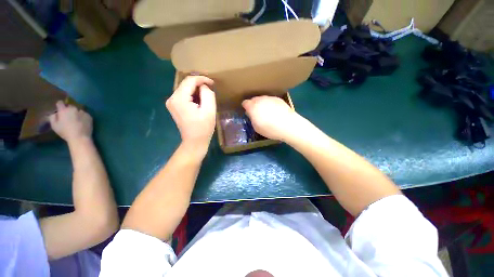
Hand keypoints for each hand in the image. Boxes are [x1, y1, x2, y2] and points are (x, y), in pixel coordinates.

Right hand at [49, 101, 92, 142]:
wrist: (80, 137)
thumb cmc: (65, 132)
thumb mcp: (54, 125)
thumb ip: (53, 117)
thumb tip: (55, 113)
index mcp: (64, 110)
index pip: (60, 103)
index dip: (59, 106)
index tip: (60, 110)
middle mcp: (73, 109)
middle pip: (70, 106)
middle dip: (68, 110)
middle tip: (68, 117)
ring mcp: (82, 112)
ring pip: (78, 110)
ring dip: (76, 113)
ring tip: (76, 120)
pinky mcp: (89, 116)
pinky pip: (85, 114)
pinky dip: (83, 117)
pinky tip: (82, 123)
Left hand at [166, 76, 215, 152]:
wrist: (194, 141)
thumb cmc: (203, 127)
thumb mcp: (209, 110)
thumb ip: (207, 94)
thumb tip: (204, 86)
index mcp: (179, 99)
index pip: (190, 80)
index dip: (202, 79)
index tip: (212, 83)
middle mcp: (172, 98)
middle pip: (186, 84)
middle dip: (199, 84)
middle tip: (211, 89)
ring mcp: (171, 103)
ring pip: (185, 89)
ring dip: (196, 90)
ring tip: (206, 96)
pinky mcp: (174, 106)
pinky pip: (183, 95)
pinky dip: (192, 95)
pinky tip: (199, 101)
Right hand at [242, 96, 301, 141]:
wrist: (288, 125)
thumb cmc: (270, 129)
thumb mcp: (256, 128)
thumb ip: (252, 118)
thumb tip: (252, 114)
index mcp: (253, 107)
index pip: (245, 103)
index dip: (245, 107)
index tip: (248, 112)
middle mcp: (260, 100)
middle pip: (253, 99)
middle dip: (253, 105)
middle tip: (257, 113)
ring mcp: (270, 98)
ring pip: (262, 99)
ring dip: (262, 104)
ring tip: (266, 112)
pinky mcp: (278, 99)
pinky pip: (270, 100)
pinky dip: (270, 104)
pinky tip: (274, 111)